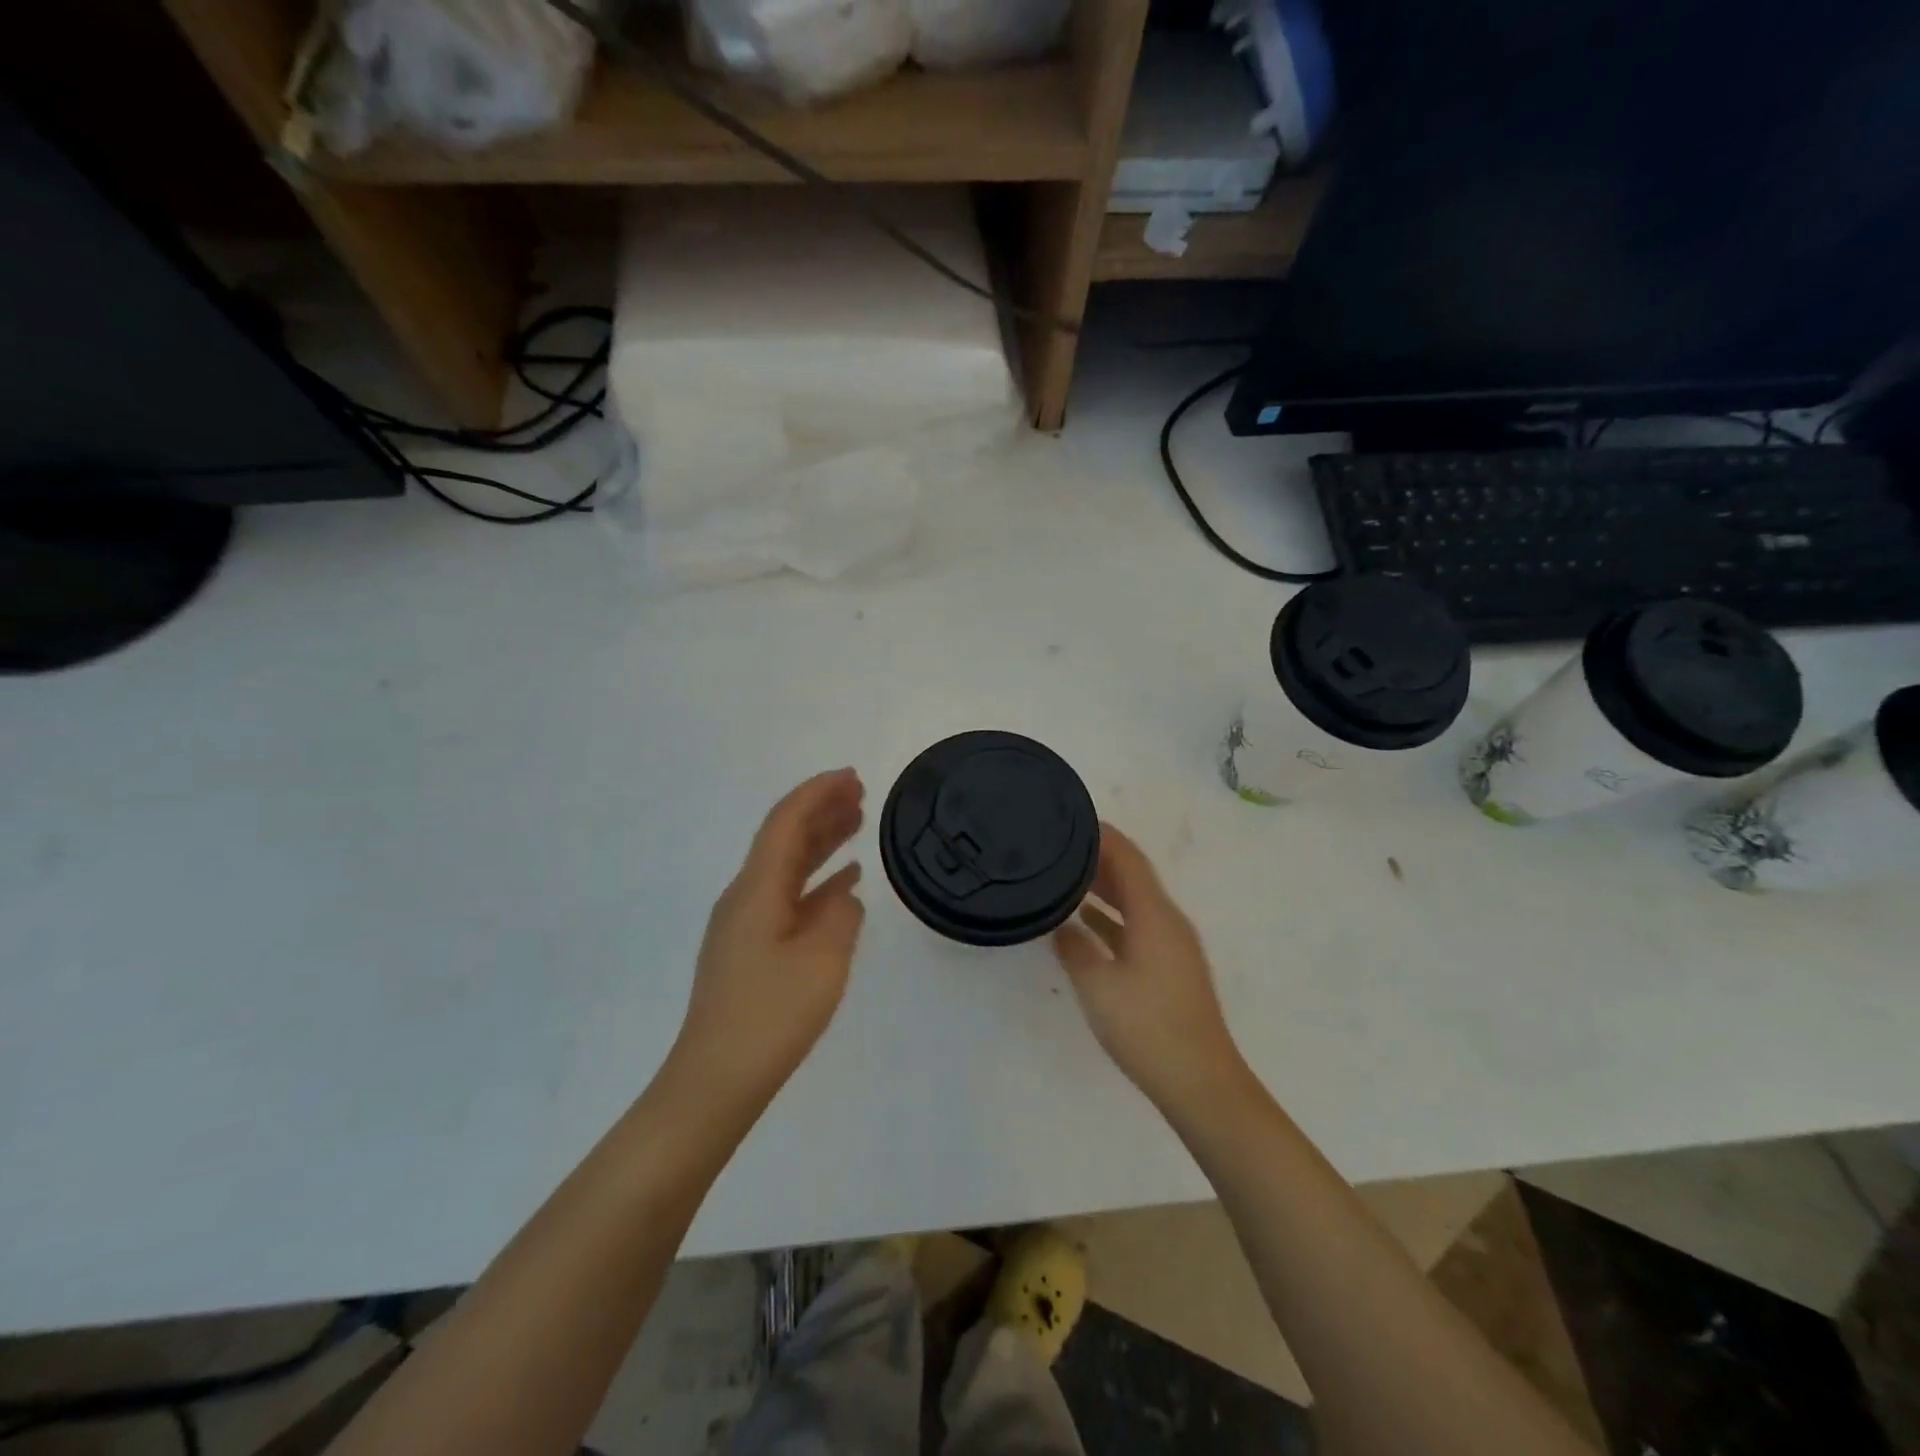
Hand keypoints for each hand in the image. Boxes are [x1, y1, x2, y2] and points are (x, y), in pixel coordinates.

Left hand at [674, 769, 866, 1109]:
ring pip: (787, 867)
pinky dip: (817, 882)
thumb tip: (844, 894)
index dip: (817, 794)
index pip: (786, 823)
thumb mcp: (822, 960)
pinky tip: (843, 883)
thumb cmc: (771, 1016)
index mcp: (757, 889)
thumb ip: (840, 915)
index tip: (850, 777)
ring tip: (856, 823)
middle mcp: (746, 897)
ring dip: (821, 842)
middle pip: (784, 839)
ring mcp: (746, 925)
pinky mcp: (752, 950)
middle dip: (821, 810)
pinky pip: (788, 898)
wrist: (716, 1081)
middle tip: (860, 792)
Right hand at [1053, 824, 1246, 1109]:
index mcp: (1154, 915)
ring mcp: (1173, 945)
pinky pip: (1138, 925)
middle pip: (1133, 876)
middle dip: (1099, 858)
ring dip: (1104, 887)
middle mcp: (1168, 921)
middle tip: (1059, 847)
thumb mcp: (1098, 986)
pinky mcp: (1171, 967)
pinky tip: (1086, 923)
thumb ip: (1075, 948)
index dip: (1102, 835)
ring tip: (1065, 876)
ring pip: (1135, 902)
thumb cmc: (1147, 1027)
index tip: (1071, 819)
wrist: (1200, 1082)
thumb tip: (1061, 925)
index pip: (1128, 858)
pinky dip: (1113, 916)